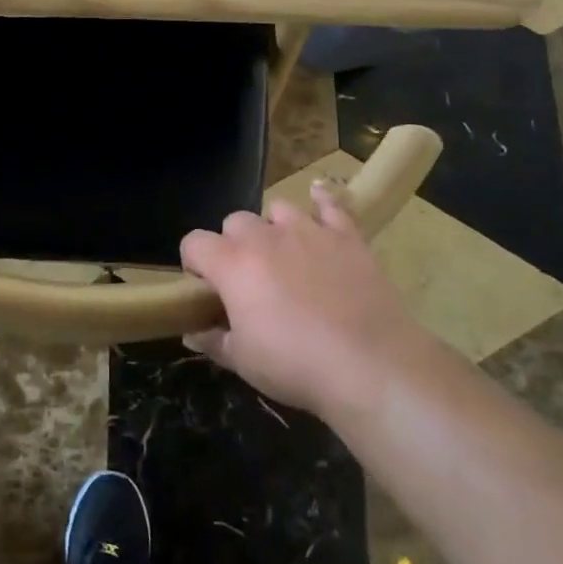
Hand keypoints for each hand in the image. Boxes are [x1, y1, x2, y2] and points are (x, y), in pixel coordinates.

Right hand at [181, 181, 431, 422]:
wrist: (370, 365)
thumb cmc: (296, 364)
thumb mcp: (243, 361)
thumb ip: (213, 341)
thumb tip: (192, 333)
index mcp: (232, 264)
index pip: (194, 242)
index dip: (194, 262)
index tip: (206, 287)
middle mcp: (264, 237)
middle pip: (235, 221)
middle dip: (235, 244)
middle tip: (249, 279)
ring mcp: (307, 231)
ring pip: (277, 209)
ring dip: (274, 227)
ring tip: (285, 254)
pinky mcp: (346, 236)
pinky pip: (331, 204)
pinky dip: (323, 200)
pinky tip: (319, 198)